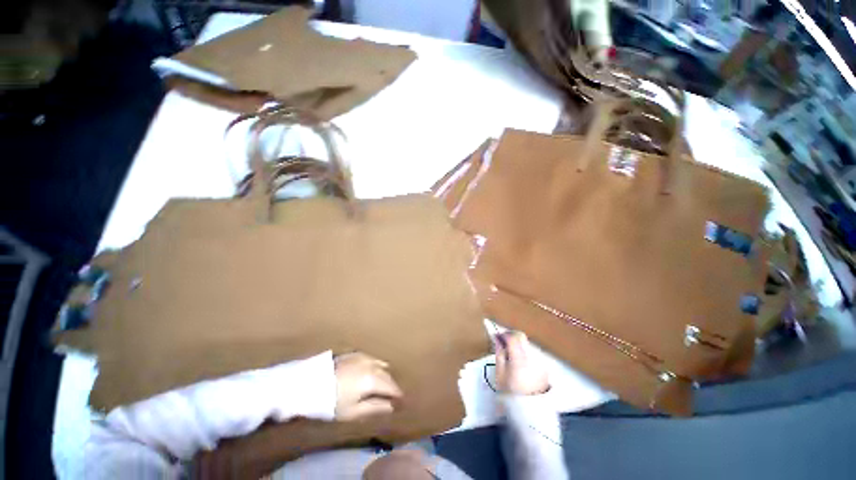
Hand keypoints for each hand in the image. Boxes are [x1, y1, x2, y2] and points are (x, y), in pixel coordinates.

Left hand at [334, 352, 402, 420]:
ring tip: (382, 384)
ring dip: (384, 374)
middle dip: (391, 385)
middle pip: (387, 375)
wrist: (311, 383)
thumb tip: (392, 407)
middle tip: (392, 396)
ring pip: (380, 364)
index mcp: (373, 379)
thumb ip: (375, 408)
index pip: (391, 387)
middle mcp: (372, 364)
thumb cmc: (332, 402)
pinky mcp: (355, 353)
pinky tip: (371, 373)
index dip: (397, 395)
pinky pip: (371, 359)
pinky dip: (375, 366)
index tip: (401, 401)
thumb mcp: (353, 411)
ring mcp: (364, 357)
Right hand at [494, 332, 549, 395]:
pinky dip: (525, 351)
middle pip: (521, 337)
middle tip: (503, 342)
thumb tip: (498, 338)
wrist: (530, 411)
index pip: (512, 337)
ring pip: (527, 343)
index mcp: (519, 359)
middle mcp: (532, 357)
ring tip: (511, 353)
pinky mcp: (544, 366)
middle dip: (511, 336)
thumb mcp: (500, 374)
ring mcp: (540, 361)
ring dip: (518, 343)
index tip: (497, 336)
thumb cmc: (511, 393)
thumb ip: (499, 353)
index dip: (503, 334)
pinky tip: (520, 361)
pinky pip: (533, 352)